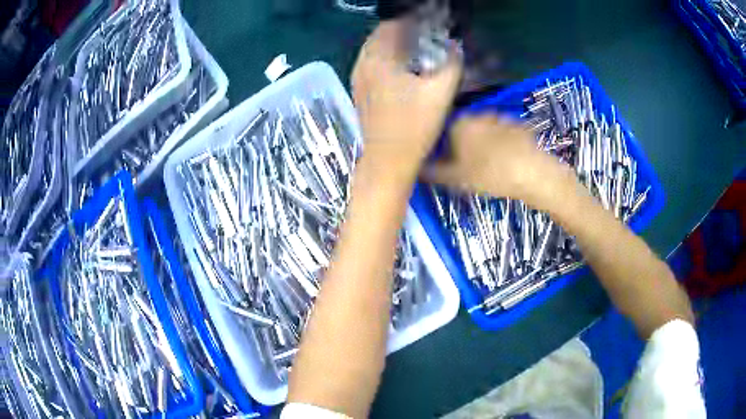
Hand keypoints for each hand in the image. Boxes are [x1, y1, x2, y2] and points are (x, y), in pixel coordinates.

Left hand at [352, 19, 462, 179]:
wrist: (388, 160)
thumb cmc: (415, 126)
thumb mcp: (441, 92)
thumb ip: (452, 63)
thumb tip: (455, 46)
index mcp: (379, 58)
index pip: (392, 24)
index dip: (412, 19)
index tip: (429, 19)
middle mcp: (363, 64)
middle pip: (380, 35)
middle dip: (402, 28)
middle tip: (424, 30)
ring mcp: (357, 78)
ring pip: (373, 49)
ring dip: (392, 42)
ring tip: (415, 44)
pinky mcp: (359, 91)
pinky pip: (371, 63)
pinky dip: (385, 57)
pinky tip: (401, 65)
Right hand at [423, 114, 576, 208]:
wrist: (533, 173)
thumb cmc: (491, 175)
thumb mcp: (456, 179)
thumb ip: (433, 172)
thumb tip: (416, 168)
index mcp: (459, 123)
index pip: (442, 130)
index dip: (443, 147)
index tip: (448, 163)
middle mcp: (477, 114)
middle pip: (463, 128)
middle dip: (463, 143)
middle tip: (468, 166)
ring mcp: (500, 117)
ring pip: (483, 130)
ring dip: (482, 142)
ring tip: (489, 164)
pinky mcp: (518, 125)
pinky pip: (502, 133)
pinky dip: (501, 143)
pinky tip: (506, 159)